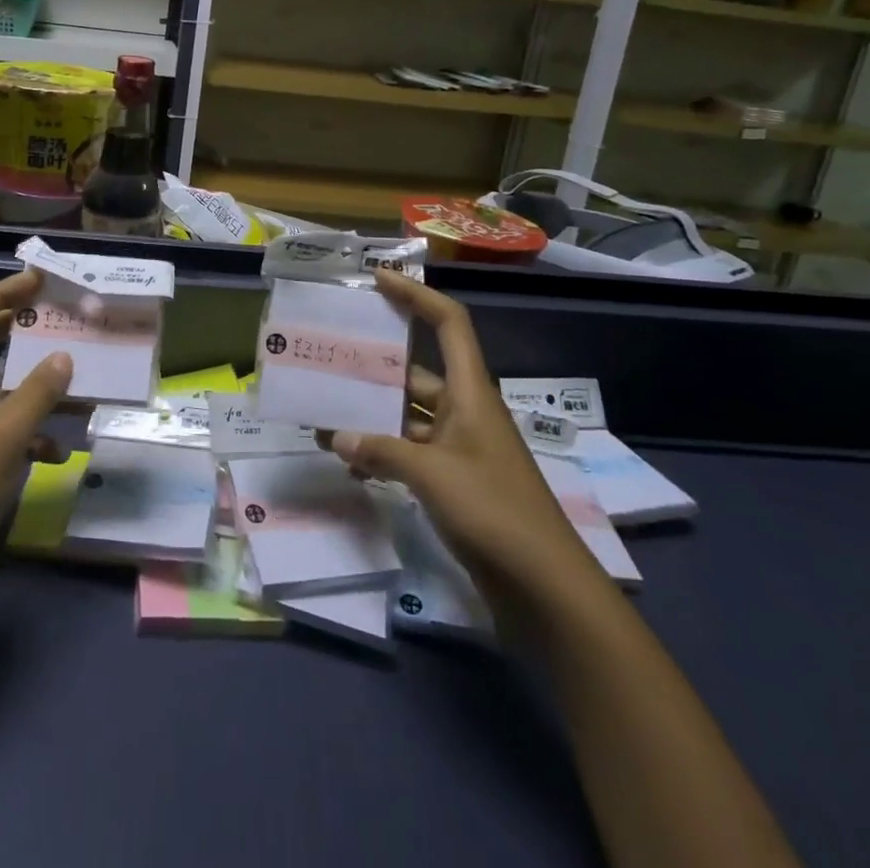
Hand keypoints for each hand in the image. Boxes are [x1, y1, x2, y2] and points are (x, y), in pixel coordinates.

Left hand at [0, 270, 73, 598]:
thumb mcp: (4, 436)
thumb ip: (37, 392)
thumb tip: (63, 356)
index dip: (1, 294)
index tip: (36, 280)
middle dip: (12, 328)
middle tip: (49, 311)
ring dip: (25, 384)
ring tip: (65, 373)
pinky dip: (21, 429)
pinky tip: (55, 448)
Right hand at [318, 270, 604, 599]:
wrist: (546, 590)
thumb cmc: (494, 512)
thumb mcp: (432, 475)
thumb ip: (380, 450)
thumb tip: (335, 437)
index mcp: (471, 394)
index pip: (449, 325)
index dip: (417, 296)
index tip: (378, 280)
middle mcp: (465, 412)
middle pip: (415, 373)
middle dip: (373, 368)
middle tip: (327, 360)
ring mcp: (459, 449)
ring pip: (407, 417)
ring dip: (370, 418)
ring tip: (324, 417)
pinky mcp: (454, 484)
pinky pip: (409, 454)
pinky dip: (381, 455)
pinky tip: (350, 467)